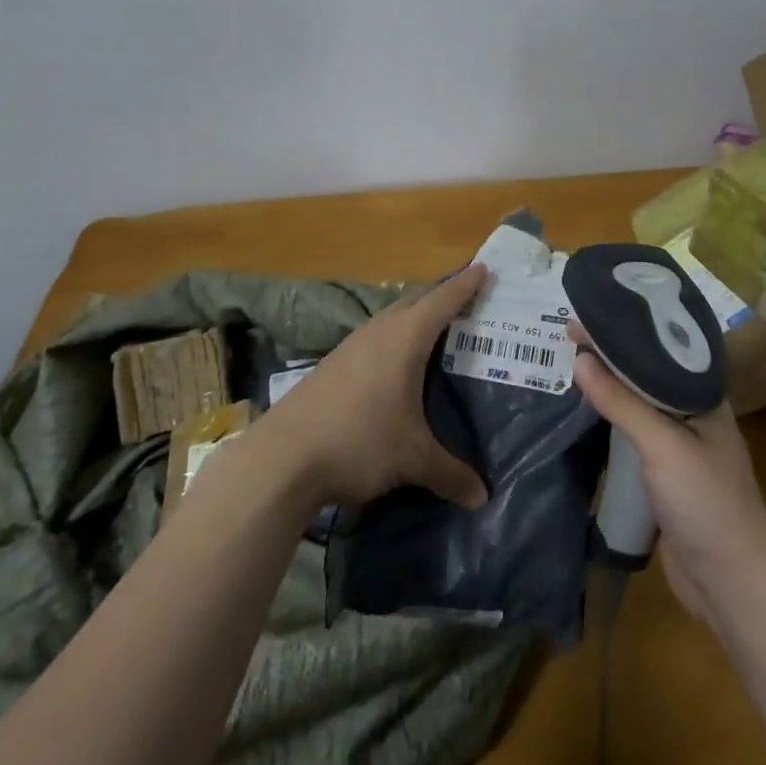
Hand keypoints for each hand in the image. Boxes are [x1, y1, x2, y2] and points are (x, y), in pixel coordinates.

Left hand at [253, 265, 491, 512]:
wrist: (281, 457)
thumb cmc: (358, 442)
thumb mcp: (412, 459)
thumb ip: (450, 473)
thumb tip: (482, 496)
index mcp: (404, 339)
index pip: (442, 301)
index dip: (465, 285)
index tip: (483, 268)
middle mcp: (377, 332)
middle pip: (415, 302)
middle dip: (441, 298)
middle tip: (467, 302)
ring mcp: (350, 347)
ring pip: (390, 320)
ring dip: (413, 318)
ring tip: (434, 331)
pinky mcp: (331, 366)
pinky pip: (373, 339)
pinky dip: (392, 340)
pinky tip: (393, 365)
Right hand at [571, 325, 765, 621]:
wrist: (731, 583)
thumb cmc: (706, 502)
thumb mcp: (663, 445)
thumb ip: (622, 403)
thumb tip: (580, 360)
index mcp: (703, 397)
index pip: (661, 348)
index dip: (626, 328)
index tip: (587, 313)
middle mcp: (692, 415)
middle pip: (646, 374)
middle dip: (612, 355)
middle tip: (569, 337)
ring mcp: (678, 447)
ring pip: (638, 406)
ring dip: (608, 387)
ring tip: (570, 365)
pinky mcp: (663, 476)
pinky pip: (631, 438)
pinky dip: (609, 422)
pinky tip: (585, 415)